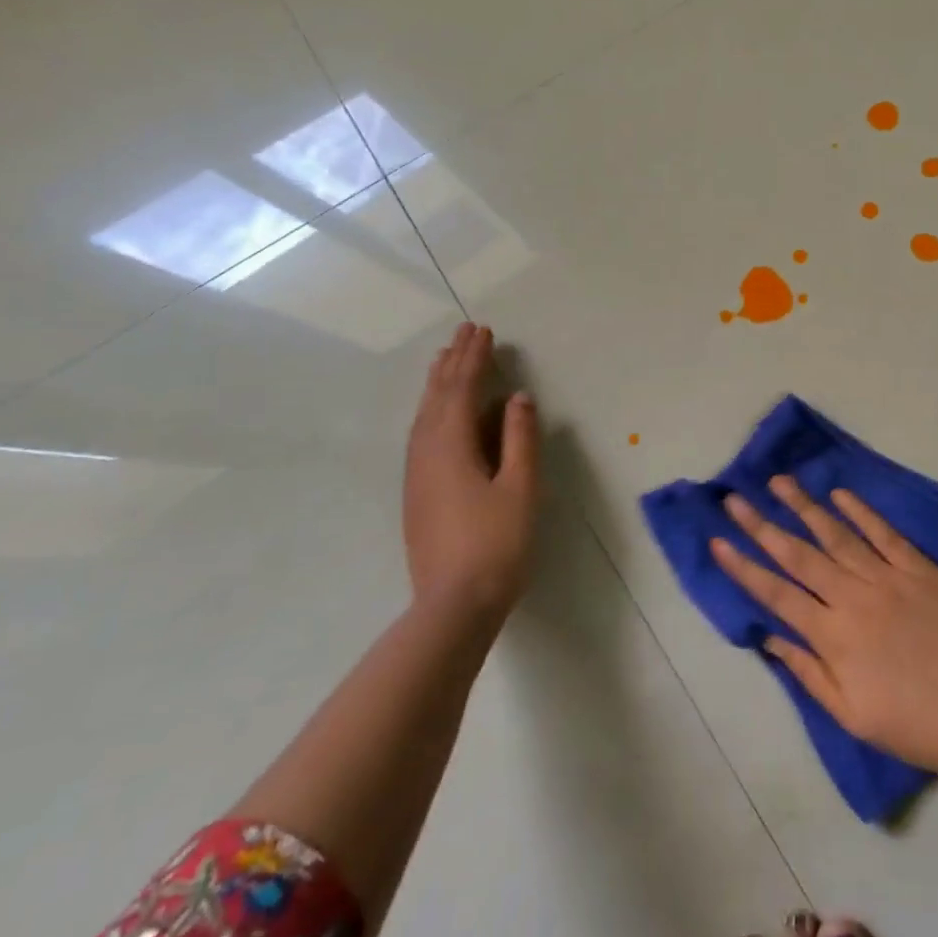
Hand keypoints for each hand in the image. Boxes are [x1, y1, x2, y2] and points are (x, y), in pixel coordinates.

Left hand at [402, 322, 538, 625]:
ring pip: (424, 416)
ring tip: (446, 361)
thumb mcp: (520, 487)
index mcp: (451, 446)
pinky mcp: (417, 493)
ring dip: (438, 384)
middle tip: (463, 333)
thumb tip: (516, 398)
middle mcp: (426, 453)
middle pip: (437, 397)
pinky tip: (437, 415)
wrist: (453, 606)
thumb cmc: (496, 543)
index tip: (483, 330)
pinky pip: (421, 434)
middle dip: (452, 363)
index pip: (462, 389)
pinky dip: (432, 410)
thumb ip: (519, 438)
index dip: (474, 358)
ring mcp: (417, 475)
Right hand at [711, 476, 937, 776]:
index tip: (718, 541)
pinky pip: (885, 533)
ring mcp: (888, 578)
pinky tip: (839, 494)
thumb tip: (769, 637)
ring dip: (805, 507)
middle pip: (799, 555)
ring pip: (837, 535)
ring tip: (779, 482)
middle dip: (762, 525)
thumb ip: (808, 672)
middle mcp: (854, 598)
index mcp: (833, 636)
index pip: (776, 593)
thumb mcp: (850, 714)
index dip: (743, 567)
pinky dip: (861, 511)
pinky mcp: (920, 568)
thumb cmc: (911, 724)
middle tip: (735, 499)